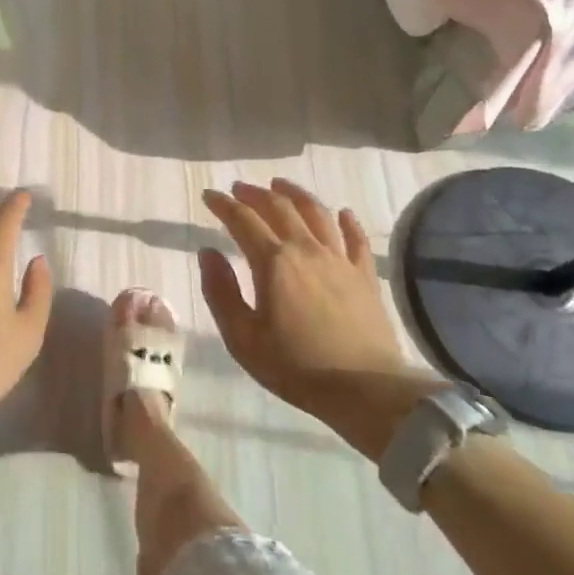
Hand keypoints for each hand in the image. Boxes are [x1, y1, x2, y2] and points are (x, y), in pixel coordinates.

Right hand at [200, 180, 433, 451]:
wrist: (365, 390)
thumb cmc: (295, 367)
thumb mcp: (242, 338)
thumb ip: (220, 292)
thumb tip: (207, 252)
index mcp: (273, 262)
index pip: (243, 220)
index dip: (223, 204)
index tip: (209, 196)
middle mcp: (306, 249)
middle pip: (279, 207)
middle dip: (255, 193)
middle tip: (240, 188)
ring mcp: (340, 259)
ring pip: (317, 212)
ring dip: (295, 193)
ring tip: (281, 184)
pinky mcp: (366, 275)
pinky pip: (356, 238)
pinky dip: (347, 221)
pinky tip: (342, 212)